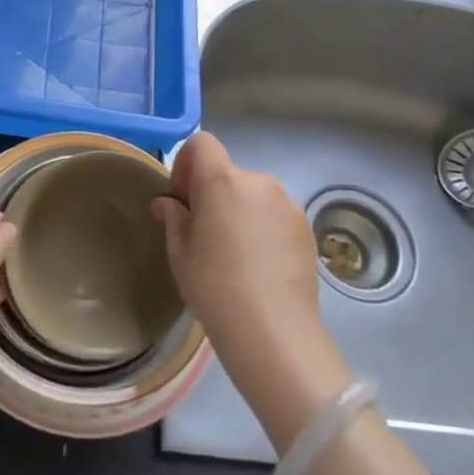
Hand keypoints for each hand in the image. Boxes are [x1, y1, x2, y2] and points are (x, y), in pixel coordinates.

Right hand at [153, 132, 321, 364]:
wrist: (272, 330)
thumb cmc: (214, 286)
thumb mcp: (180, 253)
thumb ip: (173, 218)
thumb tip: (167, 203)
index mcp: (222, 180)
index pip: (201, 143)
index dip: (186, 163)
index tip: (182, 198)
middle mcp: (258, 182)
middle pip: (227, 173)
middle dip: (212, 194)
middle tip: (204, 233)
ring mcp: (287, 204)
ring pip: (253, 195)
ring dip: (239, 210)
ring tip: (235, 254)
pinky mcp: (306, 228)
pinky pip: (275, 215)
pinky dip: (263, 228)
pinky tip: (259, 265)